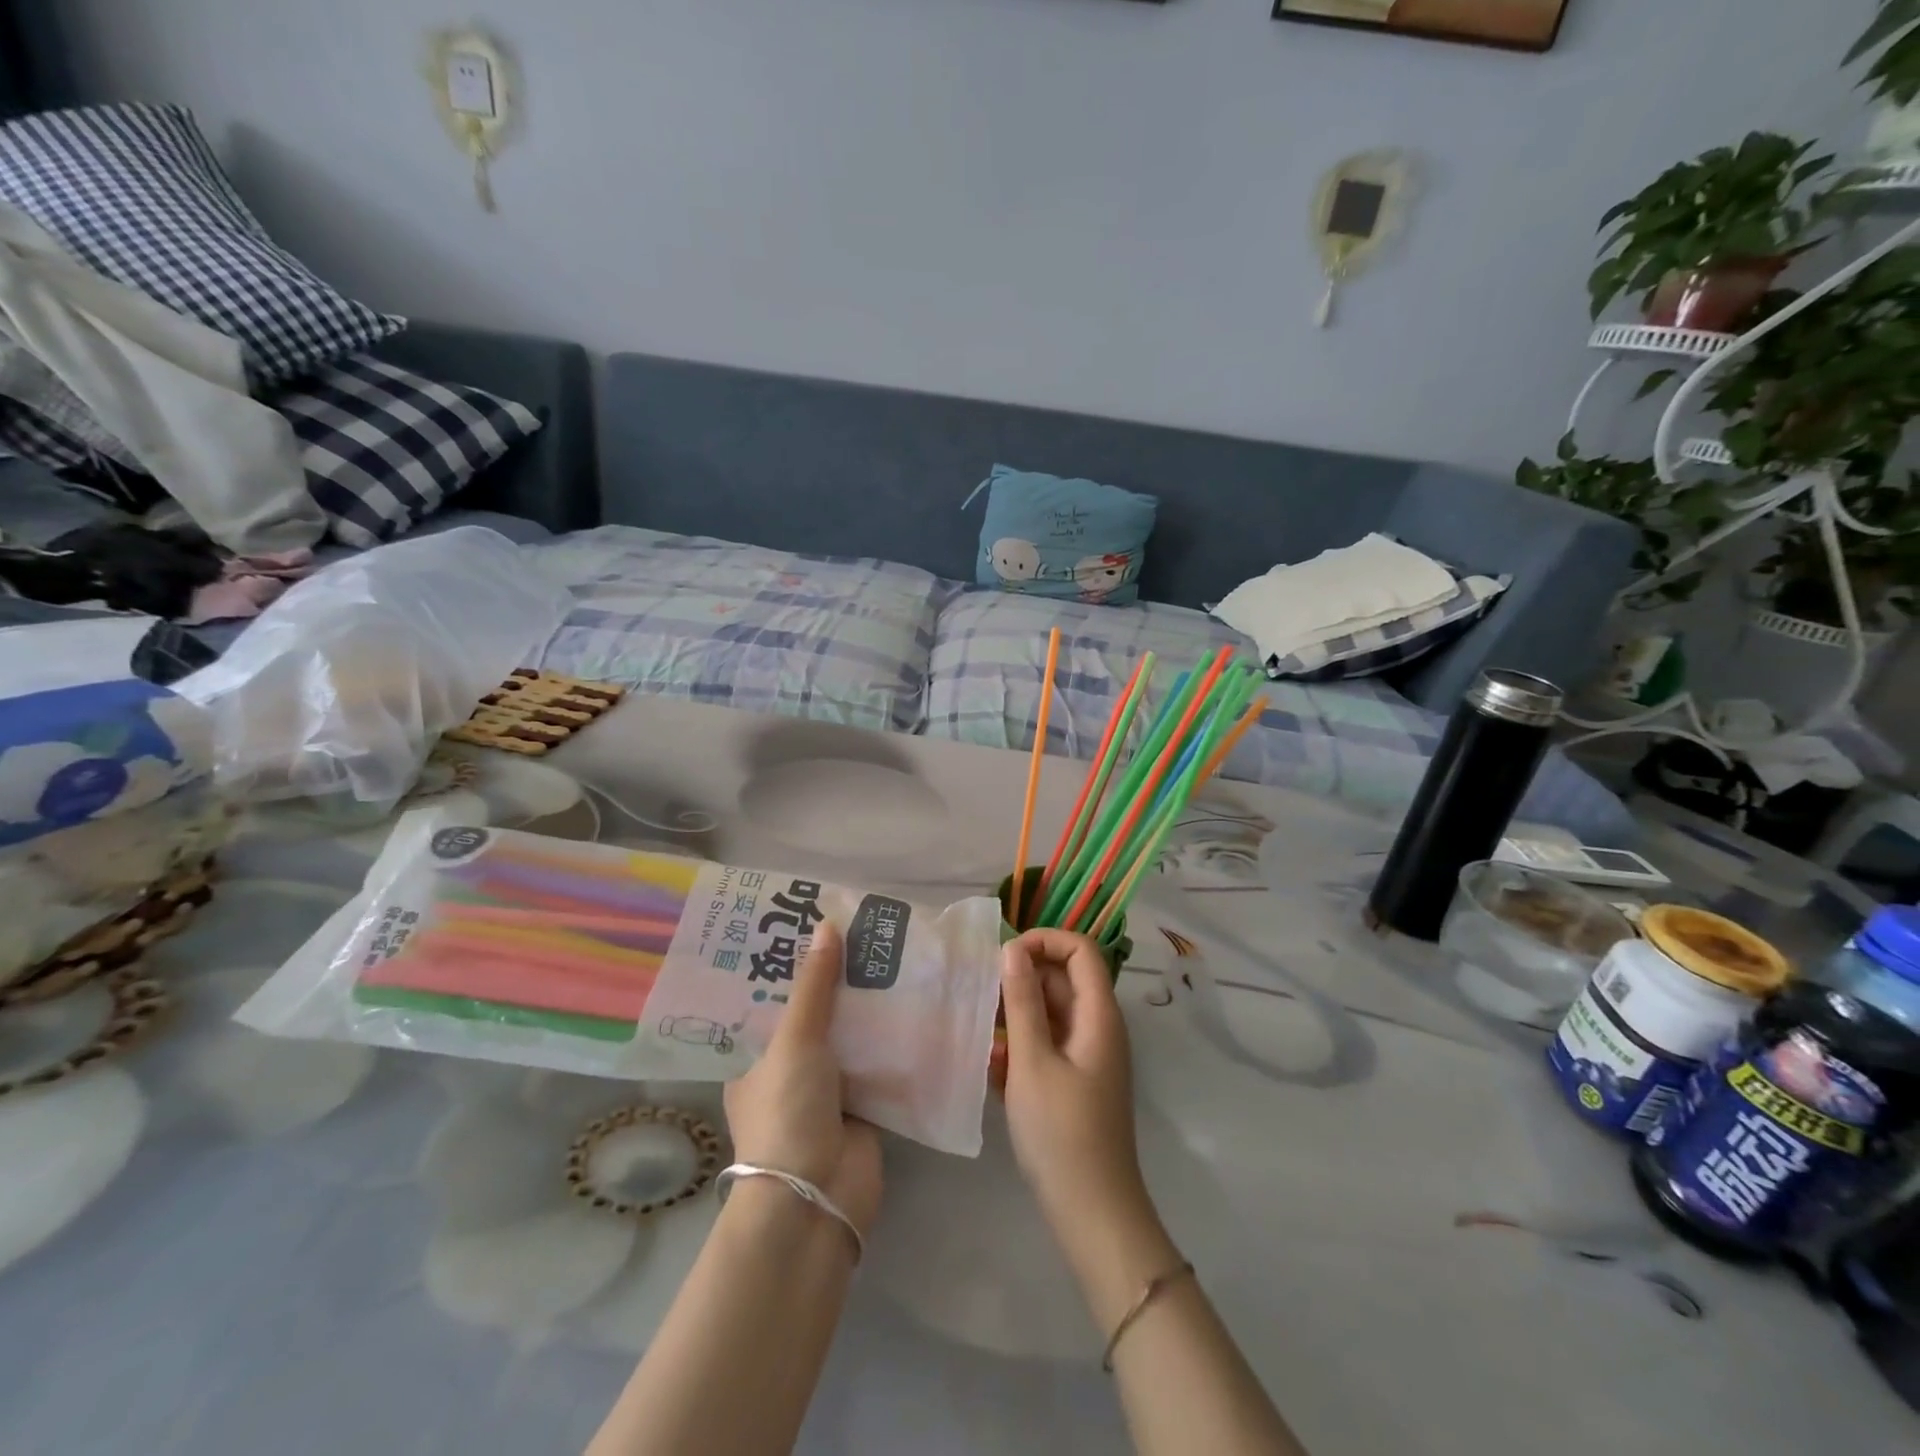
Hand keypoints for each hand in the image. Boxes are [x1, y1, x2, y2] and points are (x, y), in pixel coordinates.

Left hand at [724, 922, 883, 1237]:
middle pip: (816, 1018)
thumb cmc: (787, 1113)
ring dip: (869, 1009)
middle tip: (862, 934)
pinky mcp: (863, 1107)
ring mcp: (828, 1092)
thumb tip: (827, 925)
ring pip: (850, 1038)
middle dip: (838, 983)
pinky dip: (894, 1039)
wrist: (818, 1198)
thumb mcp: (795, 1040)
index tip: (813, 929)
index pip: (771, 1003)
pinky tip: (914, 1000)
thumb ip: (814, 986)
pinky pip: (879, 1063)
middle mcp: (789, 1073)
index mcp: (756, 1060)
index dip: (790, 968)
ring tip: (892, 955)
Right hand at [999, 929, 1149, 1238]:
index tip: (1004, 956)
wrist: (1092, 1213)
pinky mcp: (1076, 1080)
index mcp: (1098, 1015)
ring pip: (1051, 1012)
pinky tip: (993, 1066)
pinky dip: (1022, 1045)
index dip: (1045, 941)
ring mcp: (1088, 1055)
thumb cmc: (1062, 1133)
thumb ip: (1021, 1002)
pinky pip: (1048, 1043)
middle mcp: (1098, 1027)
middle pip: (1063, 979)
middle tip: (981, 995)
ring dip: (1017, 1015)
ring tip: (982, 1032)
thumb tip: (1012, 949)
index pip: (1080, 950)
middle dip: (1022, 979)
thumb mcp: (1032, 1062)